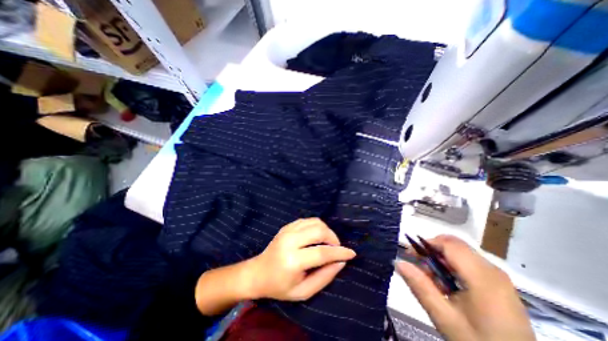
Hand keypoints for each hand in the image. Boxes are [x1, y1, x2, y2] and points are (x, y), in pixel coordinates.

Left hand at [251, 218, 356, 300]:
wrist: (258, 272)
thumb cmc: (280, 286)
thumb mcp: (304, 291)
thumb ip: (324, 276)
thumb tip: (341, 261)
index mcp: (293, 260)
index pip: (322, 252)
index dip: (339, 252)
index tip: (351, 253)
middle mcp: (290, 241)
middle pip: (319, 231)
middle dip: (333, 238)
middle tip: (335, 248)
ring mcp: (287, 230)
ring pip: (315, 222)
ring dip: (326, 231)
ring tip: (327, 243)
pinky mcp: (287, 226)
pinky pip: (308, 220)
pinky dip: (317, 226)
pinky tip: (316, 237)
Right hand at [397, 236, 532, 340]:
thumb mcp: (444, 317)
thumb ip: (420, 286)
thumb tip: (397, 262)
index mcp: (482, 277)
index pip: (448, 244)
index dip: (426, 243)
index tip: (410, 255)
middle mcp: (492, 270)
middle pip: (454, 245)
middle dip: (431, 252)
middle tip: (419, 268)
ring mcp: (497, 276)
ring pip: (459, 253)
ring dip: (440, 260)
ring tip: (432, 281)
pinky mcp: (498, 283)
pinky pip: (468, 263)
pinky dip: (451, 267)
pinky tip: (447, 286)